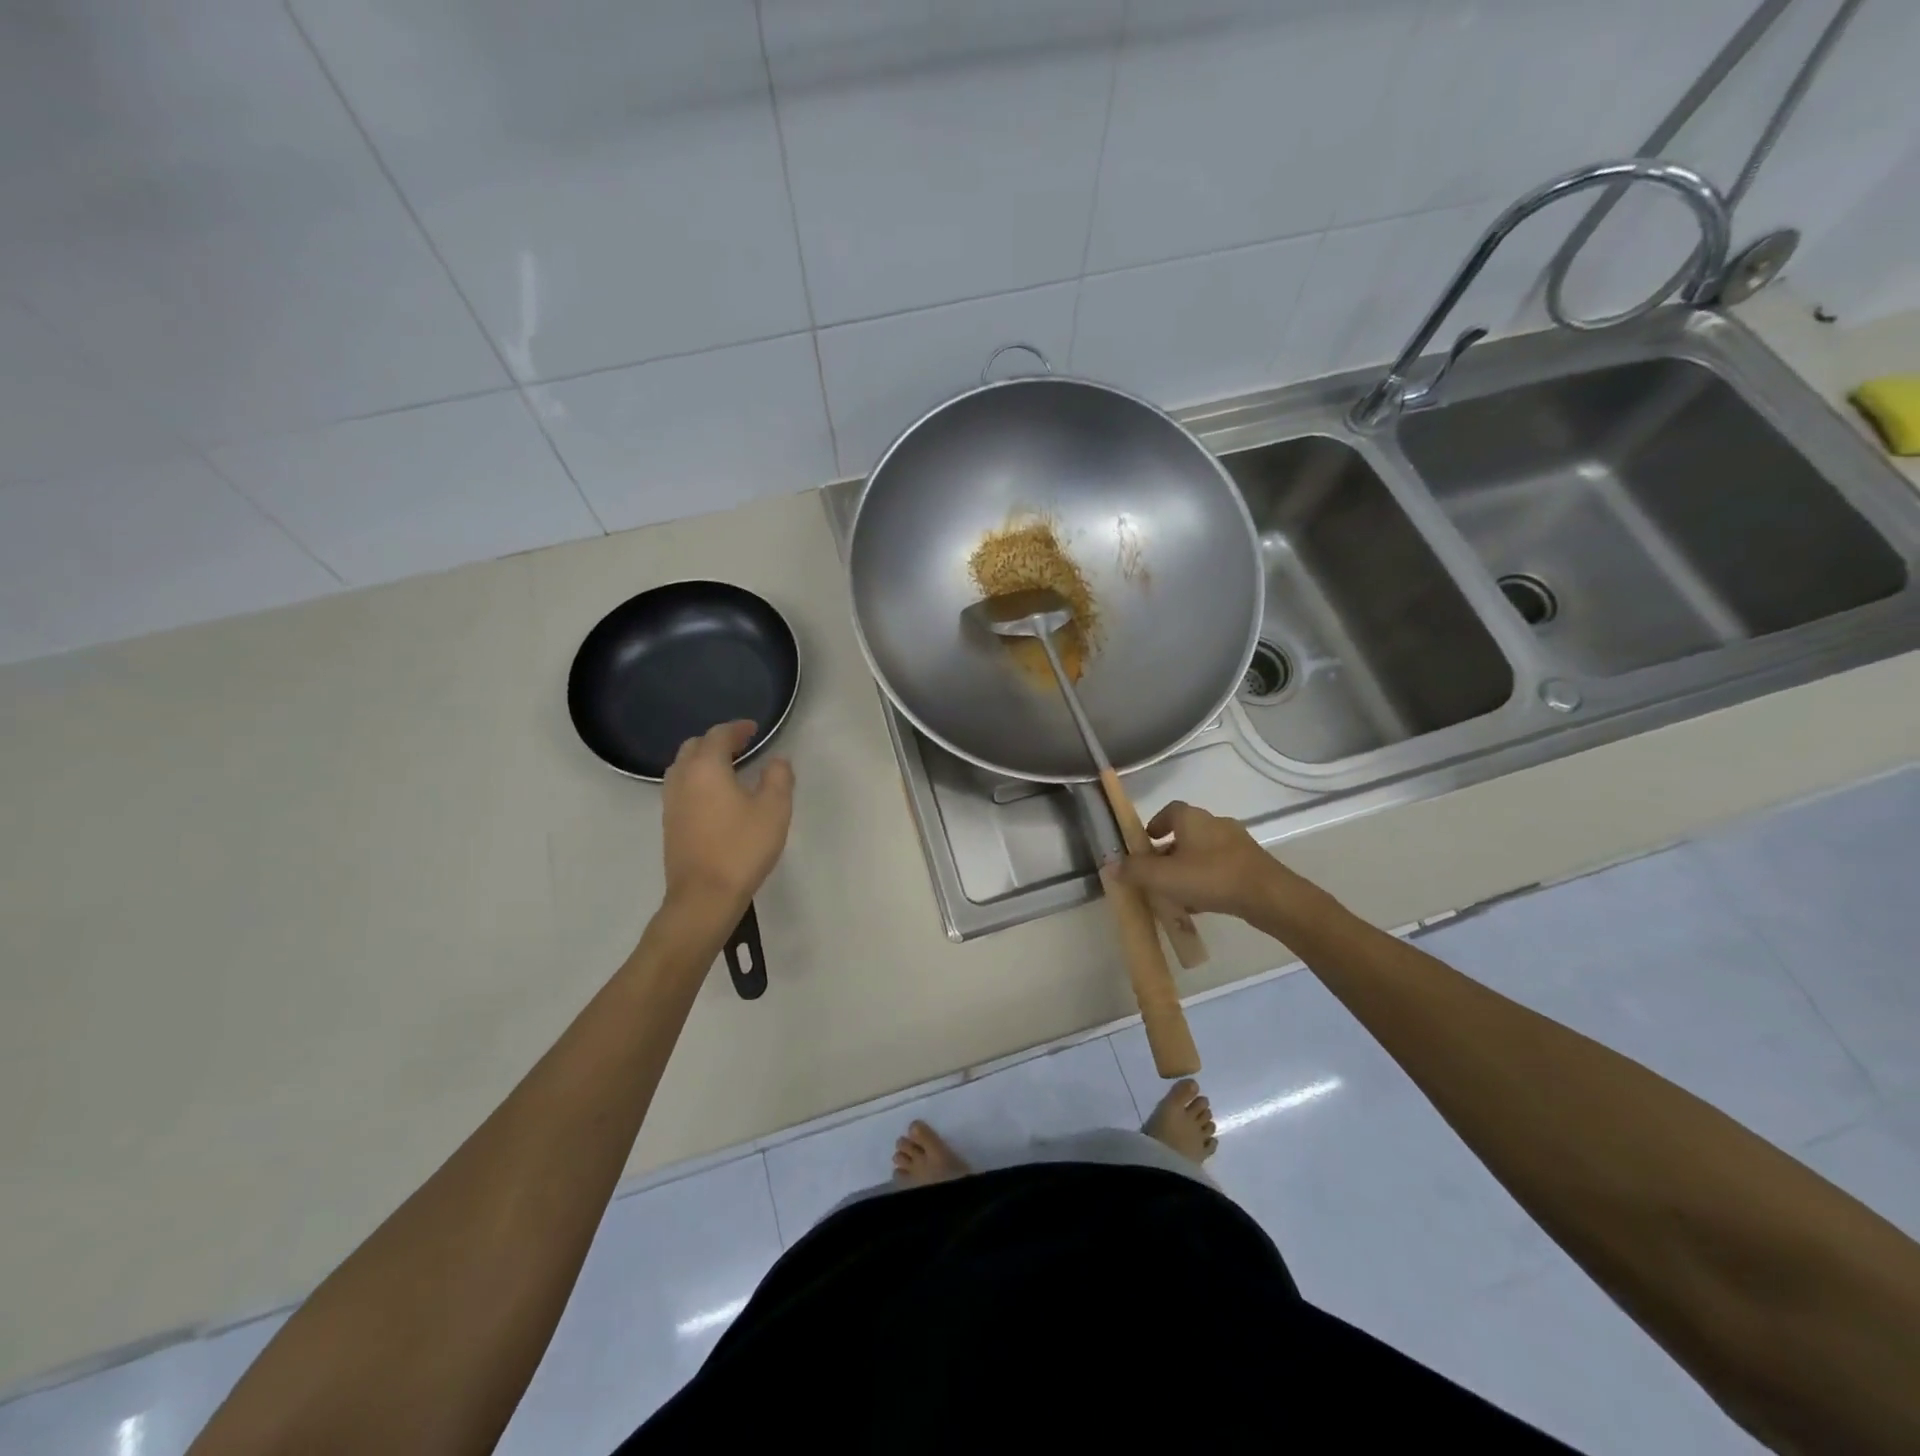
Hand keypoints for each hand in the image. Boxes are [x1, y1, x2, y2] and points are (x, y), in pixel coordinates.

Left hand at [662, 720, 793, 920]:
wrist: (704, 897)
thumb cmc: (742, 848)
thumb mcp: (774, 810)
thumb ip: (778, 778)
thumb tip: (777, 761)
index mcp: (706, 768)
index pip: (719, 736)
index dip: (737, 729)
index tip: (754, 729)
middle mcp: (683, 779)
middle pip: (694, 747)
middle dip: (716, 741)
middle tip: (741, 745)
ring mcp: (671, 803)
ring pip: (683, 768)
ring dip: (703, 760)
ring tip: (727, 768)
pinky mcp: (670, 824)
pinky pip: (681, 788)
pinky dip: (697, 780)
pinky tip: (715, 796)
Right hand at [1108, 800, 1315, 927]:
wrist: (1268, 896)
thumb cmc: (1211, 877)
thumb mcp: (1163, 877)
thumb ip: (1135, 871)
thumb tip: (1112, 866)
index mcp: (1192, 818)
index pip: (1169, 811)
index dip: (1155, 824)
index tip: (1146, 842)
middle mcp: (1214, 823)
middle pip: (1186, 833)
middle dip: (1169, 851)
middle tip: (1157, 873)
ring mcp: (1236, 843)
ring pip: (1204, 852)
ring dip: (1189, 867)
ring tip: (1177, 893)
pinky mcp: (1251, 863)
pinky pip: (1221, 868)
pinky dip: (1208, 879)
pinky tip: (1203, 902)